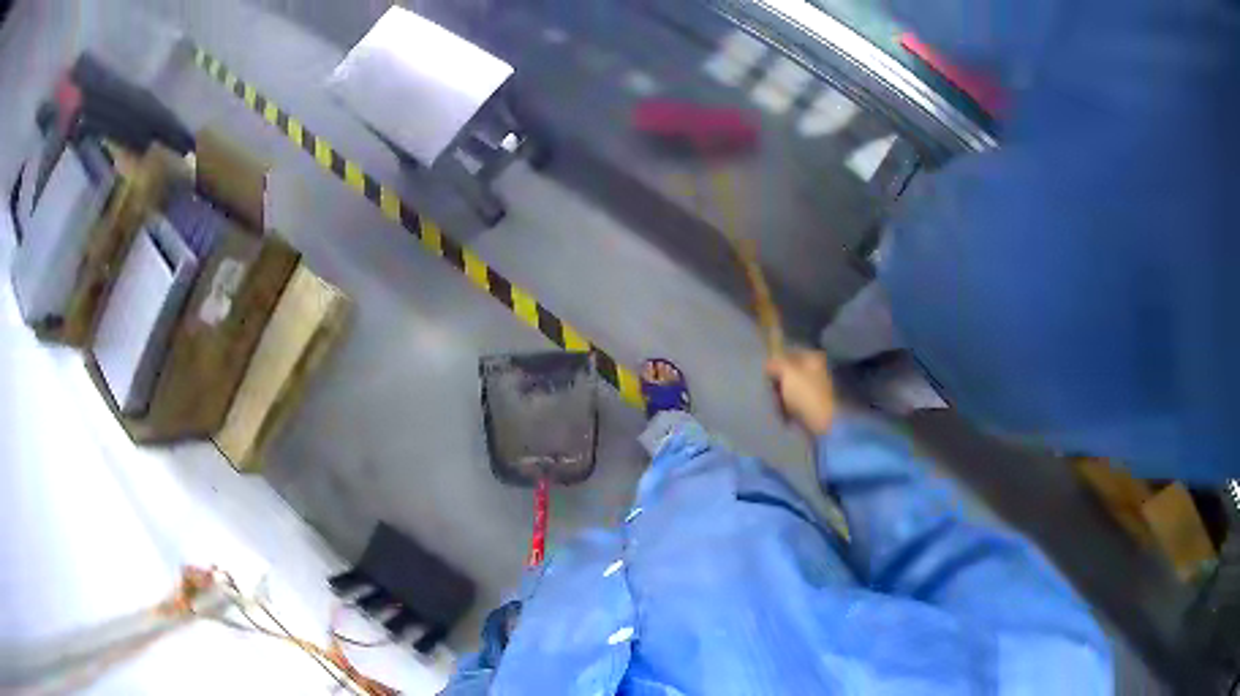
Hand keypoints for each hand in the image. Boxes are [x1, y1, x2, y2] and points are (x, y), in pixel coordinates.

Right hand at [766, 350, 836, 435]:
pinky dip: (788, 407)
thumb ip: (776, 364)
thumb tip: (768, 363)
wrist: (822, 423)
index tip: (767, 372)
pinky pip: (795, 402)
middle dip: (778, 382)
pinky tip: (784, 413)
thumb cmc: (805, 394)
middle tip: (772, 390)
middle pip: (790, 372)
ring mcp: (816, 389)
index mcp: (813, 358)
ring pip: (791, 388)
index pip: (790, 353)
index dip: (776, 361)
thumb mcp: (787, 373)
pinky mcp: (813, 405)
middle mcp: (817, 370)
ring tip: (777, 404)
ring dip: (781, 396)